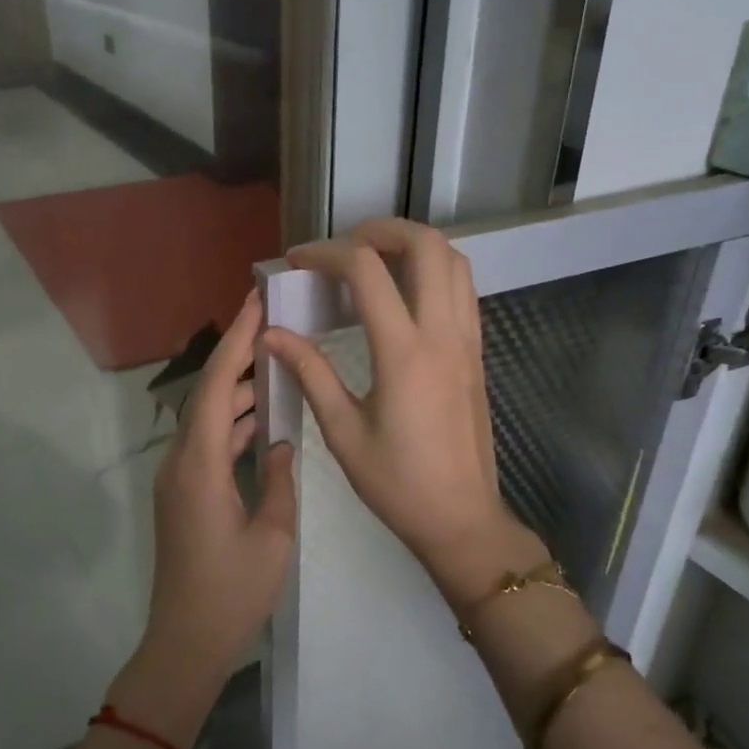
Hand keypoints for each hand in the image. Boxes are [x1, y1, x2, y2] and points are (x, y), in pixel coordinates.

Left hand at [118, 291, 296, 742]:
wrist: (186, 642)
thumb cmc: (232, 592)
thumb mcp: (272, 536)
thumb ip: (278, 479)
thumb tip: (280, 441)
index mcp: (200, 465)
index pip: (216, 386)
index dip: (236, 341)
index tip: (255, 303)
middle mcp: (181, 463)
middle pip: (208, 394)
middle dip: (238, 355)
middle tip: (272, 323)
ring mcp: (178, 479)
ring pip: (208, 419)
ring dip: (237, 391)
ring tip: (275, 363)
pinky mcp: (183, 495)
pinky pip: (208, 444)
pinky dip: (232, 425)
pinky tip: (260, 420)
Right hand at [262, 218, 544, 610]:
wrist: (461, 518)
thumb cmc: (397, 483)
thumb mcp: (342, 432)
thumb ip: (310, 373)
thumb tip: (272, 333)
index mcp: (404, 353)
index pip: (367, 271)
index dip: (327, 253)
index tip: (297, 262)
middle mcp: (442, 334)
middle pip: (427, 245)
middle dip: (381, 230)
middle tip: (343, 247)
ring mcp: (467, 341)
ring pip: (455, 261)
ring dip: (414, 245)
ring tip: (373, 261)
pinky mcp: (476, 353)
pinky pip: (463, 289)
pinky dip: (434, 271)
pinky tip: (403, 294)